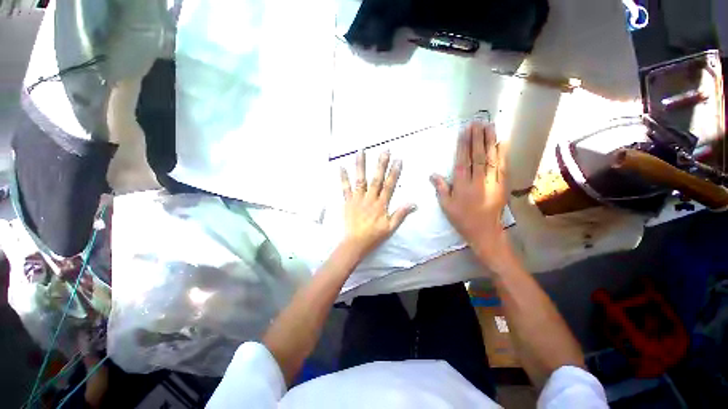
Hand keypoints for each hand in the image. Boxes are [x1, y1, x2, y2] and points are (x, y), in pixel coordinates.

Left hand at [340, 150, 415, 259]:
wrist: (355, 243)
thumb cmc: (374, 236)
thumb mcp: (390, 228)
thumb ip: (401, 214)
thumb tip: (413, 203)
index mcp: (381, 205)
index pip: (389, 186)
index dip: (394, 173)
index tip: (398, 160)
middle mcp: (369, 199)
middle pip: (376, 179)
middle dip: (381, 164)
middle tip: (384, 150)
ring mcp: (357, 199)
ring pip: (360, 180)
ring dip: (361, 165)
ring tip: (361, 151)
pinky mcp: (348, 202)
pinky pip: (345, 188)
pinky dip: (343, 178)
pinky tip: (341, 167)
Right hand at [430, 122, 514, 271]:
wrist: (484, 231)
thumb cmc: (461, 218)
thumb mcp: (446, 206)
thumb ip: (440, 188)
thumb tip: (433, 174)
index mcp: (462, 185)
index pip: (462, 160)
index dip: (463, 145)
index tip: (464, 131)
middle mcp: (477, 180)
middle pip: (477, 155)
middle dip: (477, 138)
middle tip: (478, 122)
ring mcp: (491, 181)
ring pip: (491, 158)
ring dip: (490, 141)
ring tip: (490, 126)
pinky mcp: (502, 184)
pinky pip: (502, 166)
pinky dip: (502, 154)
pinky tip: (502, 142)